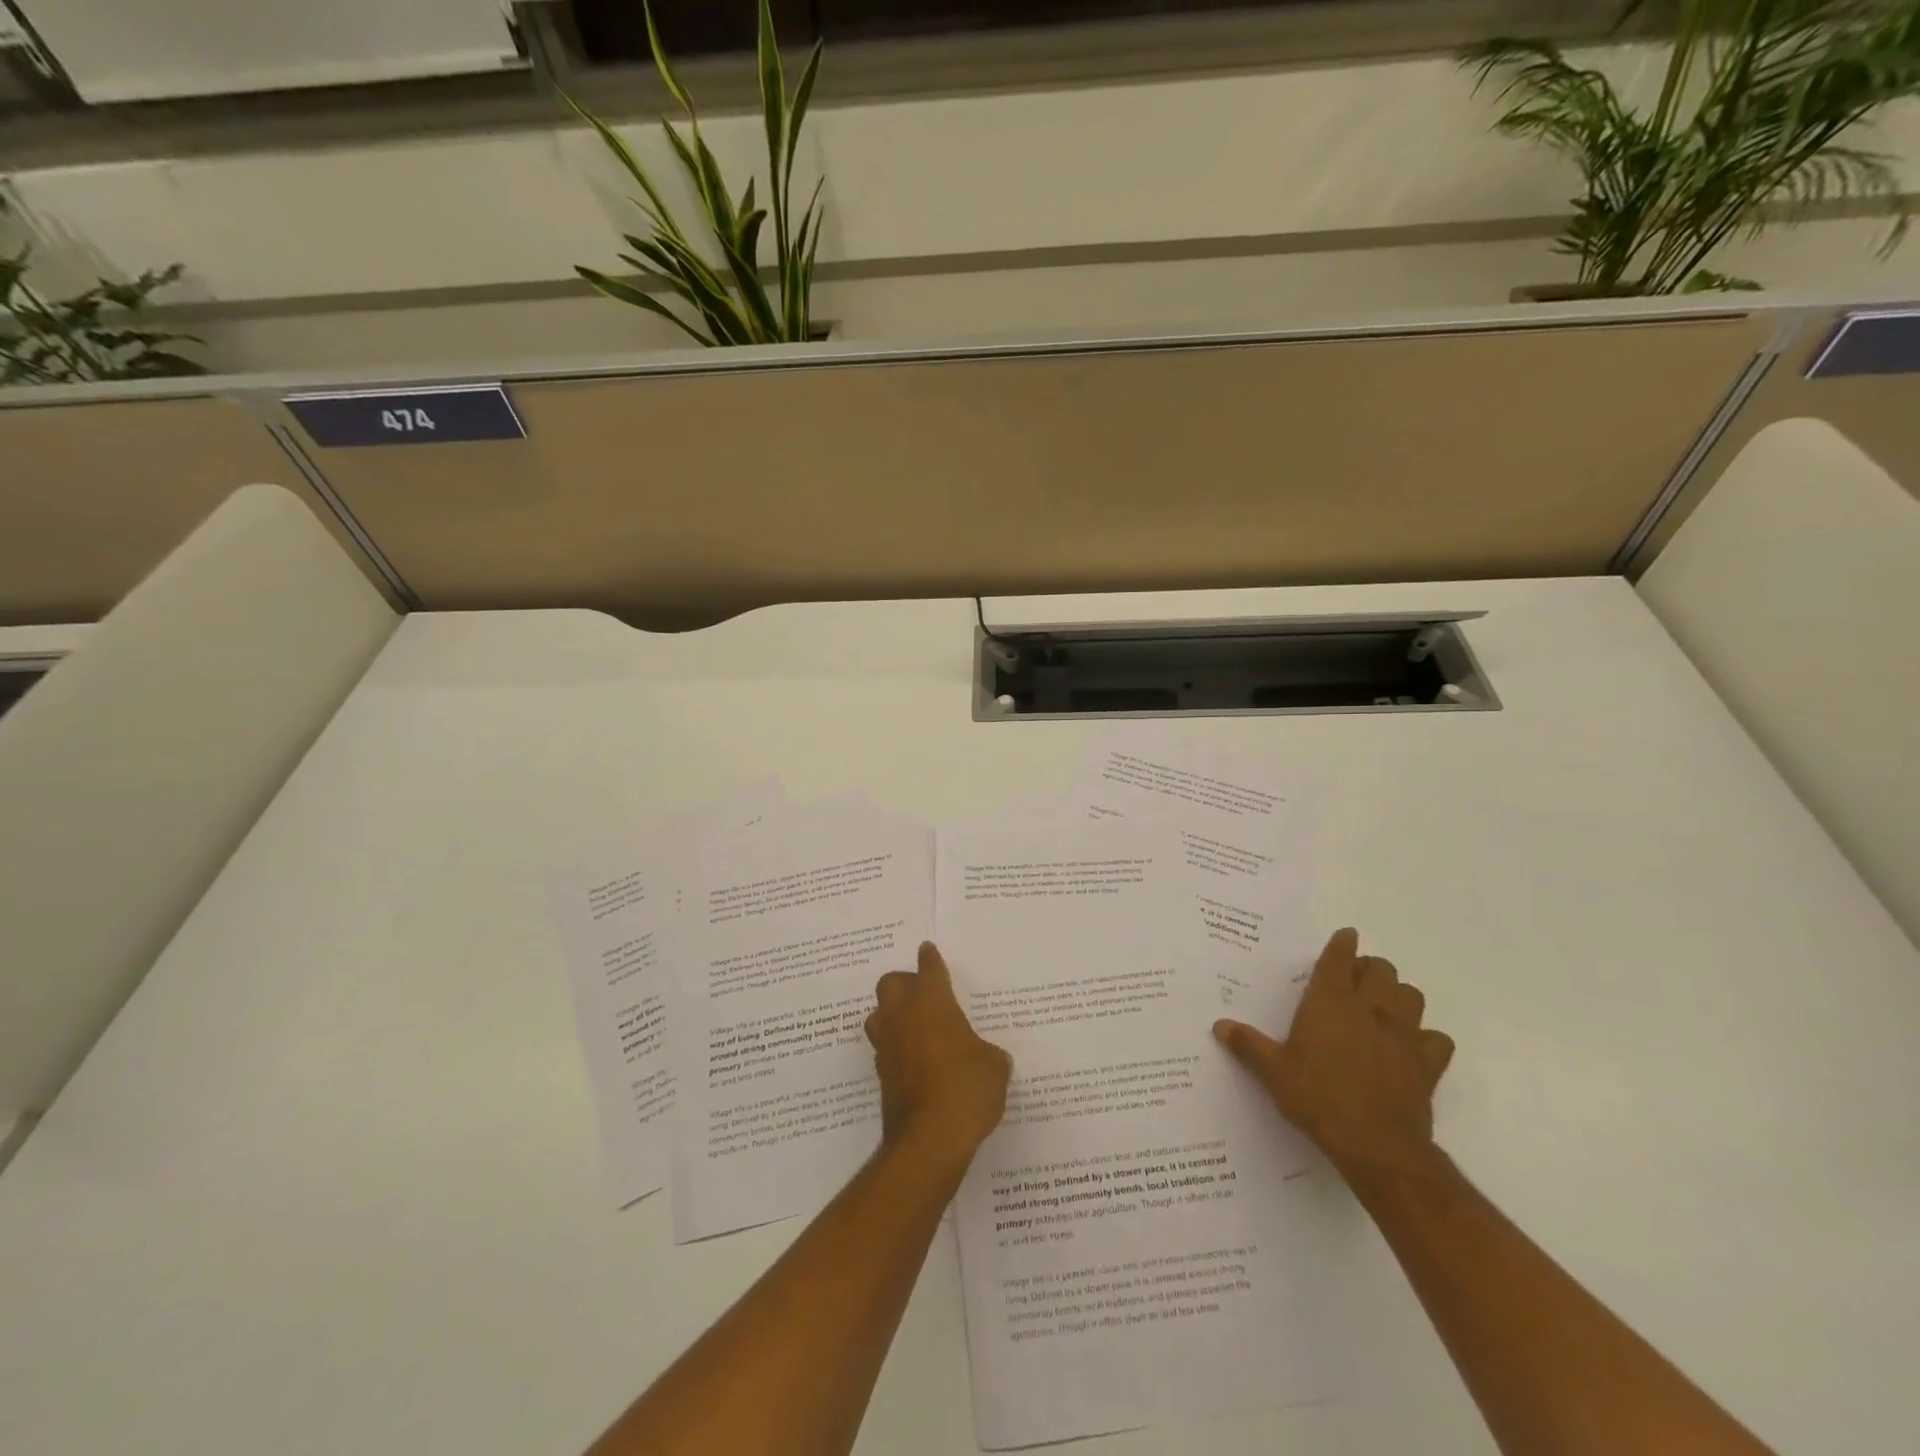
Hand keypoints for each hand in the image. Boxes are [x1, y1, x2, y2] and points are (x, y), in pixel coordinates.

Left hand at [867, 942, 1011, 1169]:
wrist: (929, 1140)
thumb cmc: (967, 1088)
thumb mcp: (994, 1067)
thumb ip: (989, 1054)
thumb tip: (986, 1057)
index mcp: (932, 1002)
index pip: (929, 969)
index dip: (930, 959)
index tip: (928, 950)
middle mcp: (903, 1017)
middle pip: (890, 983)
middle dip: (904, 983)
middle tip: (923, 994)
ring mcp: (887, 1047)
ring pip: (878, 1015)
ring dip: (892, 1014)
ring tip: (913, 1026)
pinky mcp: (881, 1077)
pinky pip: (884, 1049)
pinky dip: (895, 1048)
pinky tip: (914, 1060)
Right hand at [1214, 927, 1454, 1184]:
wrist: (1376, 1145)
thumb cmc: (1318, 1098)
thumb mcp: (1273, 1072)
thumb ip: (1248, 1045)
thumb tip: (1220, 1026)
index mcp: (1330, 1002)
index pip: (1339, 958)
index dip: (1342, 944)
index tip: (1346, 936)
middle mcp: (1370, 1008)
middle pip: (1381, 969)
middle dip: (1370, 968)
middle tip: (1355, 980)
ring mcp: (1403, 1035)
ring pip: (1412, 996)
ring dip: (1399, 995)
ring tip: (1383, 1006)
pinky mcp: (1427, 1064)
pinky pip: (1436, 1039)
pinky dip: (1426, 1038)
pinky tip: (1412, 1047)